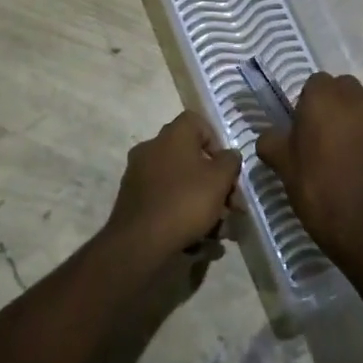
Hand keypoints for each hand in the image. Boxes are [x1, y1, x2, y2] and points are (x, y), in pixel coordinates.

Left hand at [102, 112, 241, 262]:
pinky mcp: (132, 198)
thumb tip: (228, 155)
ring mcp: (138, 173)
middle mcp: (151, 147)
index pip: (196, 122)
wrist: (140, 241)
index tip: (226, 168)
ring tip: (216, 230)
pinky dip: (180, 212)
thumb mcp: (220, 180)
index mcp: (172, 135)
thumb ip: (230, 161)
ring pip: (178, 181)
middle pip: (189, 156)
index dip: (216, 141)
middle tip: (229, 206)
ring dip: (199, 201)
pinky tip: (195, 238)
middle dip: (212, 181)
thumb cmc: (185, 201)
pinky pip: (164, 198)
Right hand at [256, 71, 362, 273]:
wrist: (362, 228)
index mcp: (323, 101)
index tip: (305, 122)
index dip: (310, 100)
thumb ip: (272, 143)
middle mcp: (359, 101)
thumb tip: (269, 136)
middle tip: (331, 123)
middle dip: (340, 96)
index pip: (316, 82)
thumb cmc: (316, 192)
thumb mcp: (282, 166)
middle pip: (349, 83)